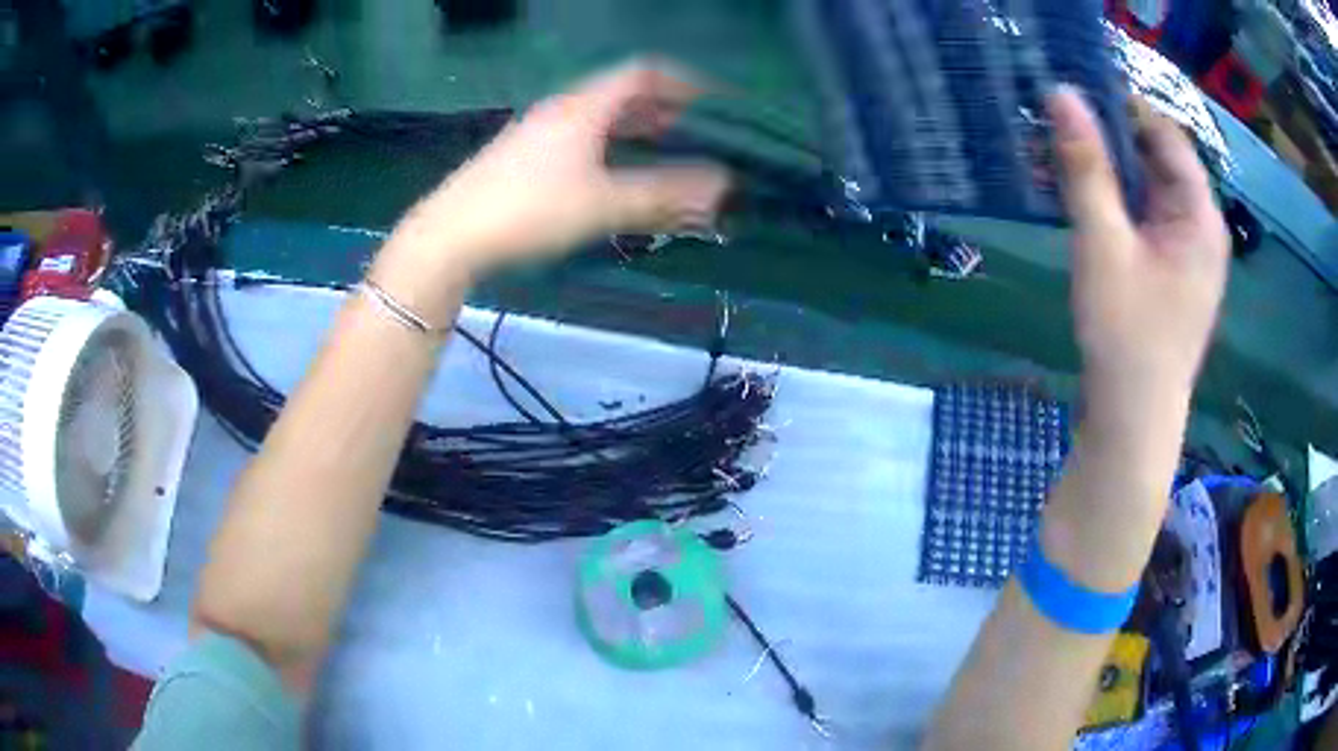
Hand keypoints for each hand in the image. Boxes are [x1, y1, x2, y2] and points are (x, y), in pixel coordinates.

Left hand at [400, 60, 730, 276]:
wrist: (448, 237)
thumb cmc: (528, 211)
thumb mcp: (602, 204)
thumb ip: (663, 195)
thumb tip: (722, 186)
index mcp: (583, 106)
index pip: (642, 73)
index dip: (683, 82)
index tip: (714, 101)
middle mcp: (560, 109)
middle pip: (621, 94)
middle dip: (663, 108)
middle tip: (696, 131)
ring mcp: (537, 132)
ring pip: (598, 117)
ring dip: (635, 129)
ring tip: (663, 151)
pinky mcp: (521, 156)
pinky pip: (579, 137)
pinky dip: (609, 146)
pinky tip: (613, 173)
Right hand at [1049, 88, 1228, 418]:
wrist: (1133, 421)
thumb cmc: (1127, 334)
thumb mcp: (1103, 243)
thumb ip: (1086, 166)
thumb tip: (1060, 92)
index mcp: (1200, 215)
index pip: (1164, 133)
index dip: (1122, 106)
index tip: (1073, 92)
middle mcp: (1201, 227)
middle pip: (1157, 160)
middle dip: (1111, 139)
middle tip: (1058, 124)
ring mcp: (1187, 253)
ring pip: (1148, 190)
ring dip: (1109, 171)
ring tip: (1061, 156)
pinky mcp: (1171, 273)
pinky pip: (1145, 219)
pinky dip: (1116, 203)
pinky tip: (1082, 201)